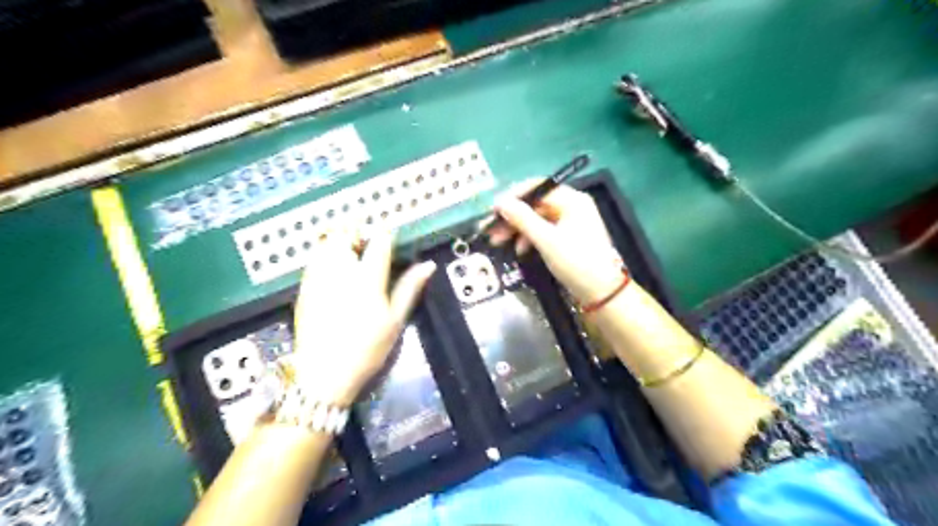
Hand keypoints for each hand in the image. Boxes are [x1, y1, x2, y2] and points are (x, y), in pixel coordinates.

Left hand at [292, 227, 435, 404]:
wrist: (325, 375)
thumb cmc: (367, 349)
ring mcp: (318, 279)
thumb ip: (410, 288)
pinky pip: (314, 259)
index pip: (379, 243)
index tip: (393, 236)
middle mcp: (339, 272)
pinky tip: (335, 272)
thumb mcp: (395, 320)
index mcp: (367, 279)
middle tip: (370, 245)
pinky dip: (325, 255)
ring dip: (341, 241)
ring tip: (353, 254)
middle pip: (346, 235)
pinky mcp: (305, 288)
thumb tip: (428, 266)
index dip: (387, 234)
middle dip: (359, 233)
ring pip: (326, 243)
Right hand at [492, 182, 620, 301]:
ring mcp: (570, 222)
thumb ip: (523, 219)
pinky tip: (519, 250)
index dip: (513, 196)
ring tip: (498, 242)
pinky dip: (529, 239)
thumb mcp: (547, 240)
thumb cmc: (576, 262)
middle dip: (512, 217)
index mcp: (571, 200)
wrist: (602, 293)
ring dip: (517, 229)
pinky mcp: (567, 238)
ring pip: (536, 219)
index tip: (493, 210)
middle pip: (534, 204)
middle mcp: (571, 206)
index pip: (537, 187)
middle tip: (490, 230)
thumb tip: (501, 203)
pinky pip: (543, 231)